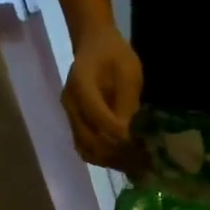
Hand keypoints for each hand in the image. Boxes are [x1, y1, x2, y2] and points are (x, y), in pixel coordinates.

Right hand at [63, 30, 143, 170]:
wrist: (94, 45)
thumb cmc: (115, 55)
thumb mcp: (128, 72)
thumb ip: (126, 102)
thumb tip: (128, 133)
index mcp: (81, 85)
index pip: (97, 117)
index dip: (118, 133)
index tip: (137, 141)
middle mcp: (70, 103)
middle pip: (89, 140)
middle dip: (115, 153)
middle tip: (139, 160)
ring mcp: (70, 116)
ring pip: (85, 149)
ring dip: (109, 160)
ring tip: (132, 164)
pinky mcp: (75, 124)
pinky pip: (85, 148)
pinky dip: (103, 158)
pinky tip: (121, 159)